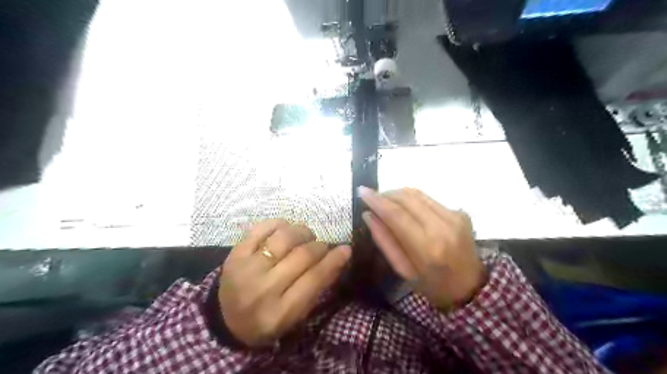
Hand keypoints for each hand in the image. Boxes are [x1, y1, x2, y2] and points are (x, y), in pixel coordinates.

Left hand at [220, 219, 354, 347]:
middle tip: (322, 246)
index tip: (346, 249)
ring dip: (302, 232)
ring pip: (284, 238)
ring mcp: (246, 269)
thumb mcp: (295, 315)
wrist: (226, 319)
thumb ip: (317, 287)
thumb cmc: (267, 320)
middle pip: (302, 256)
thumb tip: (340, 256)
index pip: (314, 279)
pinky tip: (285, 229)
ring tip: (306, 236)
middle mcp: (263, 289)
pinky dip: (279, 224)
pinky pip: (262, 228)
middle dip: (320, 246)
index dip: (333, 260)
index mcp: (280, 312)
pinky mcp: (235, 254)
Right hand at [359, 185, 485, 309]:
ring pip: (418, 194)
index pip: (396, 215)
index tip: (361, 191)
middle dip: (386, 194)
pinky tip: (407, 209)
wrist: (471, 287)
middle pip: (407, 198)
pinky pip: (429, 198)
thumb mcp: (403, 270)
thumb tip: (368, 214)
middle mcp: (443, 226)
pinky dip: (413, 200)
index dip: (377, 200)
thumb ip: (385, 241)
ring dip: (398, 194)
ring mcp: (455, 216)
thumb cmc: (432, 285)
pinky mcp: (460, 212)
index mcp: (428, 248)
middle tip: (372, 198)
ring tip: (386, 201)